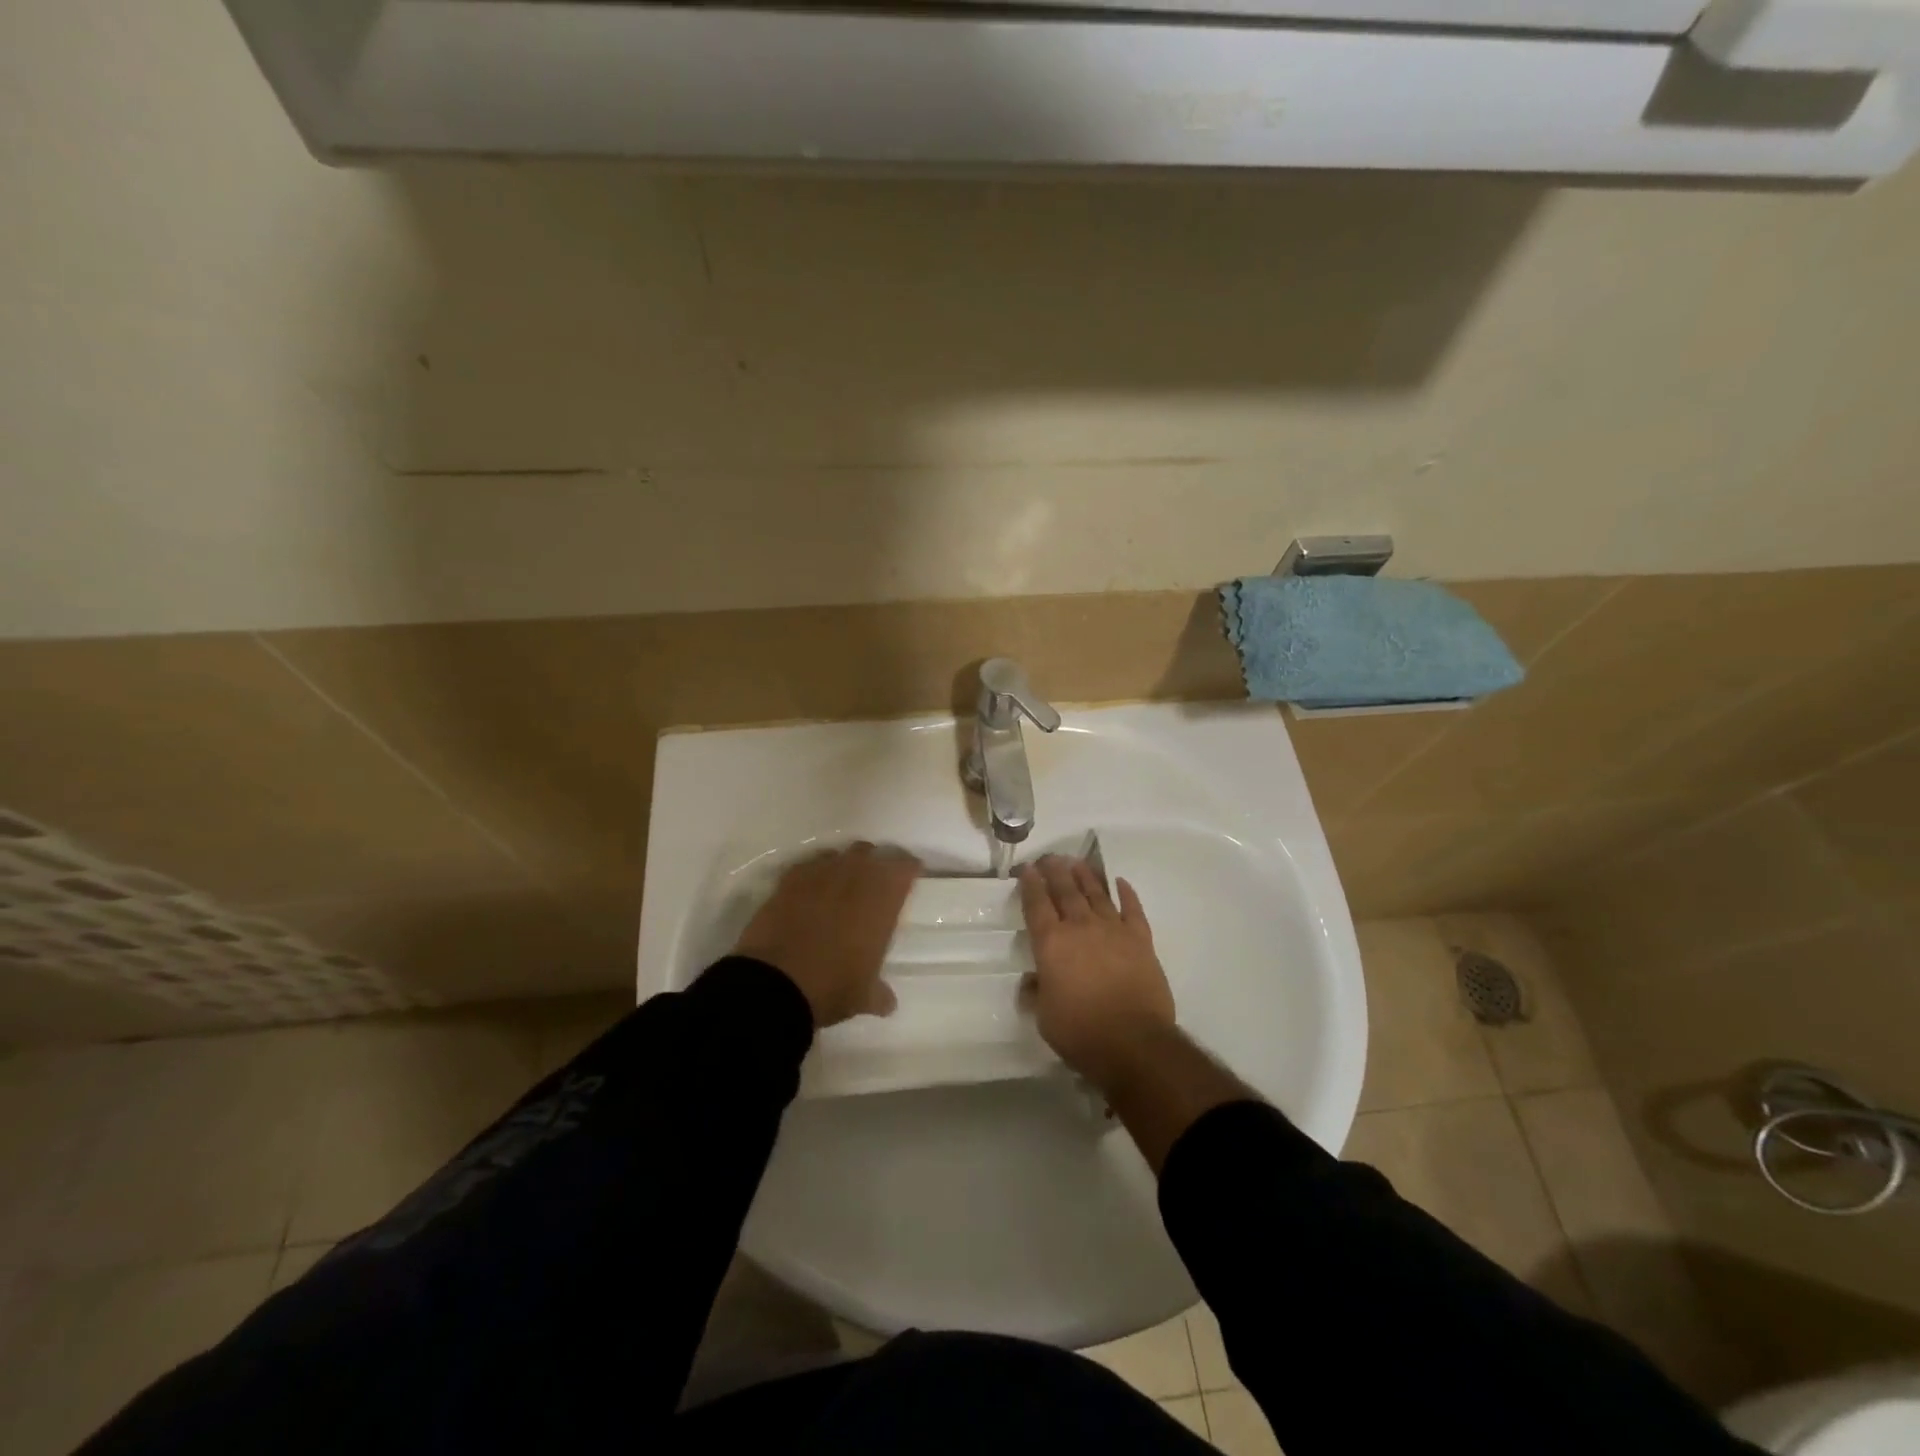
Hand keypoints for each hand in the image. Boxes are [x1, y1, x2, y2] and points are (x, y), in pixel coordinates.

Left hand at [734, 842, 920, 1026]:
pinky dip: (814, 873)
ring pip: (839, 854)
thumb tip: (888, 1003)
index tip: (910, 877)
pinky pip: (809, 865)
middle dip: (875, 863)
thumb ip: (879, 994)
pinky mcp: (788, 880)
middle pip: (871, 853)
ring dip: (845, 865)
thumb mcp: (863, 996)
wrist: (774, 983)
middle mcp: (854, 876)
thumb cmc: (832, 986)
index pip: (904, 866)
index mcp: (882, 898)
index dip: (909, 869)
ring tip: (842, 885)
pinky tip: (811, 890)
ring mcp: (819, 873)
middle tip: (875, 883)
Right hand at [1018, 855, 1174, 1088]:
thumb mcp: (1044, 1017)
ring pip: (1097, 894)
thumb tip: (1033, 980)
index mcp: (1052, 944)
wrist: (1133, 1042)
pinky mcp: (1141, 940)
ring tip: (1077, 862)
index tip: (1026, 869)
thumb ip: (1037, 992)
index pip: (1037, 905)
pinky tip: (1120, 882)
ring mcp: (1113, 930)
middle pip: (1065, 891)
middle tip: (1049, 857)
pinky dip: (1126, 893)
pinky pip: (1132, 909)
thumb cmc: (1081, 1032)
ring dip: (1086, 875)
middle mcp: (1080, 928)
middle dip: (1055, 871)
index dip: (1030, 885)